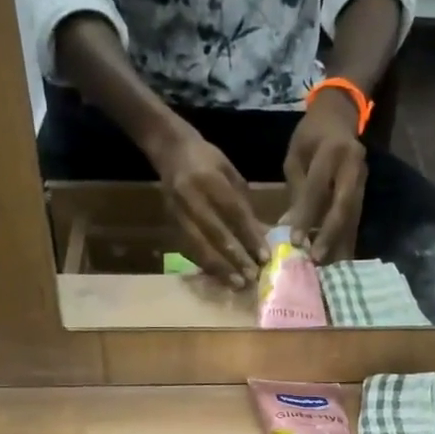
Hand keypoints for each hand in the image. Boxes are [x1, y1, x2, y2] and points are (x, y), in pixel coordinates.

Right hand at [152, 129, 267, 287]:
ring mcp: (178, 212)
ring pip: (200, 246)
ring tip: (237, 283)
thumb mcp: (230, 173)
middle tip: (253, 276)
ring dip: (220, 268)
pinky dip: (206, 264)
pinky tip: (220, 276)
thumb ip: (244, 204)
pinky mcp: (171, 223)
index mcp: (210, 179)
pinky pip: (189, 249)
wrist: (170, 150)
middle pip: (216, 233)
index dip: (249, 236)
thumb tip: (261, 236)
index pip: (233, 212)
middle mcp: (192, 197)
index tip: (264, 256)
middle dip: (236, 258)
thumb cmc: (207, 160)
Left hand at [282, 90, 366, 262]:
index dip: (307, 215)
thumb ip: (296, 190)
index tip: (295, 241)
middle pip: (344, 206)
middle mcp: (353, 166)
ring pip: (353, 215)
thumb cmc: (311, 136)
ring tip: (329, 268)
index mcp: (332, 151)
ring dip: (341, 243)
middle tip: (317, 260)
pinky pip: (355, 218)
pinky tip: (338, 259)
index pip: (318, 188)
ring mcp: (363, 179)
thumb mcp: (296, 156)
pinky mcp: (364, 191)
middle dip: (330, 235)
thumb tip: (289, 227)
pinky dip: (346, 239)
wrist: (340, 115)